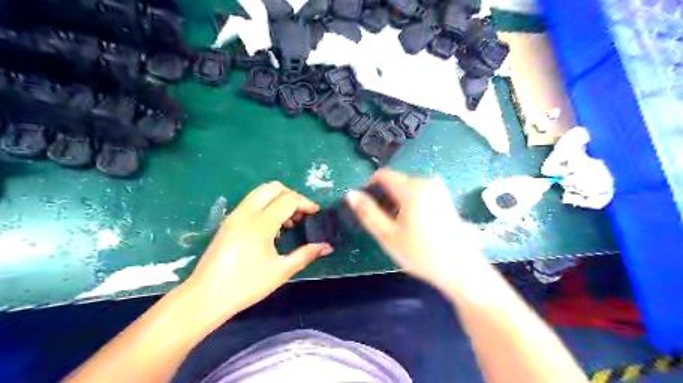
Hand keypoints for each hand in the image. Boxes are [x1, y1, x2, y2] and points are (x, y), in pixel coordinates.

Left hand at [184, 181, 333, 321]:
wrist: (205, 297)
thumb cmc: (245, 285)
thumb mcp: (280, 271)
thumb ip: (305, 255)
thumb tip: (326, 247)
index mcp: (260, 223)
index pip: (288, 199)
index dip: (306, 203)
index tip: (316, 214)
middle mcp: (246, 213)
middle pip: (273, 187)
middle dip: (291, 195)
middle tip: (302, 213)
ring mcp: (234, 216)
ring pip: (260, 193)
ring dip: (278, 200)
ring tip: (289, 222)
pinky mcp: (228, 222)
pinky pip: (251, 203)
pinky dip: (266, 206)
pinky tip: (272, 229)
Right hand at [348, 170, 490, 291]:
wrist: (461, 269)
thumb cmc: (421, 253)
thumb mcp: (388, 235)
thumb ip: (368, 212)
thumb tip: (351, 194)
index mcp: (413, 188)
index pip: (383, 175)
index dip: (370, 188)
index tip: (370, 209)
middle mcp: (427, 182)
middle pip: (395, 182)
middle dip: (386, 199)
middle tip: (387, 225)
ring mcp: (439, 189)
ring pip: (406, 189)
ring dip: (398, 203)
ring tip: (402, 228)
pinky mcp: (445, 198)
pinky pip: (419, 194)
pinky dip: (410, 205)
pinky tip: (415, 226)